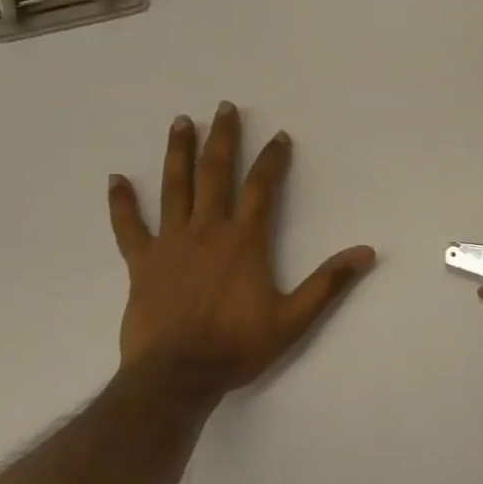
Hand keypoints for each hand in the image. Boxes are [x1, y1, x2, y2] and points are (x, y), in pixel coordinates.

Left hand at [107, 103, 376, 393]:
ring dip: (178, 152)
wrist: (177, 376)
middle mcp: (207, 231)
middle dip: (222, 138)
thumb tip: (366, 252)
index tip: (279, 136)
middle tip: (223, 107)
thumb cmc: (238, 345)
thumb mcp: (294, 319)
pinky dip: (122, 202)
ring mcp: (170, 244)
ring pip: (174, 188)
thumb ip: (329, 283)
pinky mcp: (142, 263)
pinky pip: (128, 227)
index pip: (262, 187)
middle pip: (215, 174)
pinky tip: (116, 179)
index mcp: (244, 240)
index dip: (272, 159)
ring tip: (180, 121)